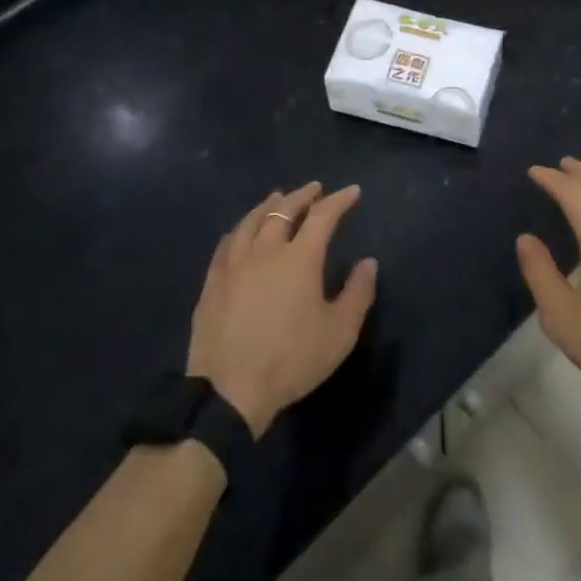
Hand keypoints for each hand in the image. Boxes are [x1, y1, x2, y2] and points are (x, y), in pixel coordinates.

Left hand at [187, 183, 378, 437]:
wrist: (230, 391)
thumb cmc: (292, 360)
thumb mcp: (339, 333)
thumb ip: (358, 293)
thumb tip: (368, 262)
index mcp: (300, 258)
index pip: (323, 216)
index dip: (339, 200)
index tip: (352, 191)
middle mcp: (265, 251)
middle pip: (283, 210)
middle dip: (302, 196)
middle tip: (314, 189)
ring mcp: (234, 265)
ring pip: (251, 221)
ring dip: (268, 205)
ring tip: (277, 198)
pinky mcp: (212, 283)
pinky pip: (227, 243)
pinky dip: (240, 229)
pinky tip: (241, 231)